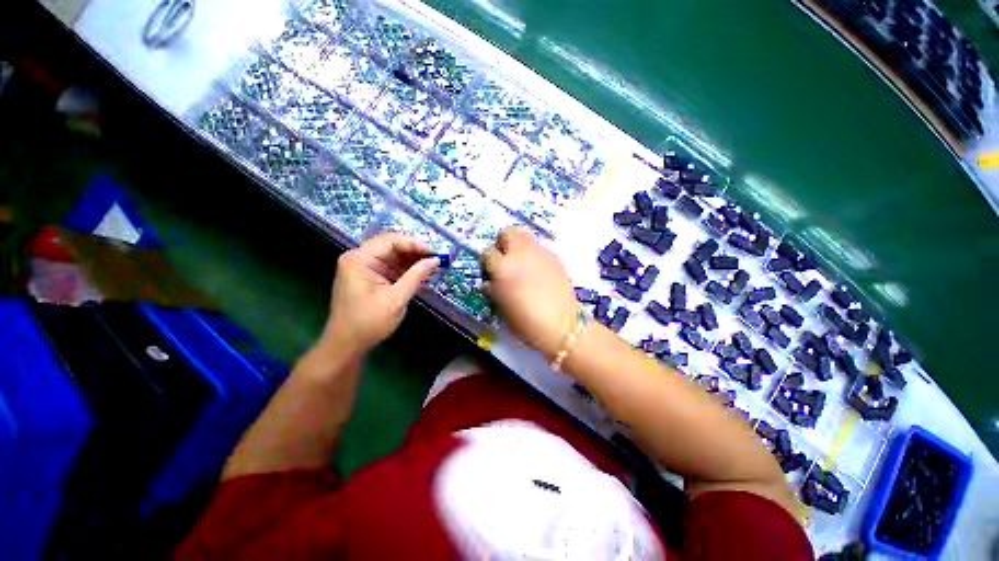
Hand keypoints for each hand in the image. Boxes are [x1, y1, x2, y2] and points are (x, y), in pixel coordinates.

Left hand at [321, 233, 439, 354]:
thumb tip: (435, 261)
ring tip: (429, 269)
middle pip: (388, 246)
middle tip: (434, 261)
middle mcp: (356, 257)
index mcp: (359, 258)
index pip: (391, 240)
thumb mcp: (395, 300)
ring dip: (407, 262)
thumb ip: (415, 277)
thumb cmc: (368, 323)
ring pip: (387, 256)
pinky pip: (382, 267)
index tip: (435, 254)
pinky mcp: (361, 278)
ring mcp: (357, 267)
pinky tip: (415, 277)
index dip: (415, 244)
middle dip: (412, 253)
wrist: (345, 345)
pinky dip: (398, 271)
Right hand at [482, 228, 579, 358]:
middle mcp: (520, 254)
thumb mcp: (502, 308)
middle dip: (503, 244)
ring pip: (525, 235)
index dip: (487, 263)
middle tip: (505, 260)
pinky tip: (538, 272)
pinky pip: (539, 248)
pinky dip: (535, 255)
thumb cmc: (526, 322)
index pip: (487, 252)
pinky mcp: (555, 257)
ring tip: (521, 263)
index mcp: (503, 268)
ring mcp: (540, 252)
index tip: (490, 272)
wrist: (562, 326)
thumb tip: (491, 282)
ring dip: (519, 245)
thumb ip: (494, 290)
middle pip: (507, 233)